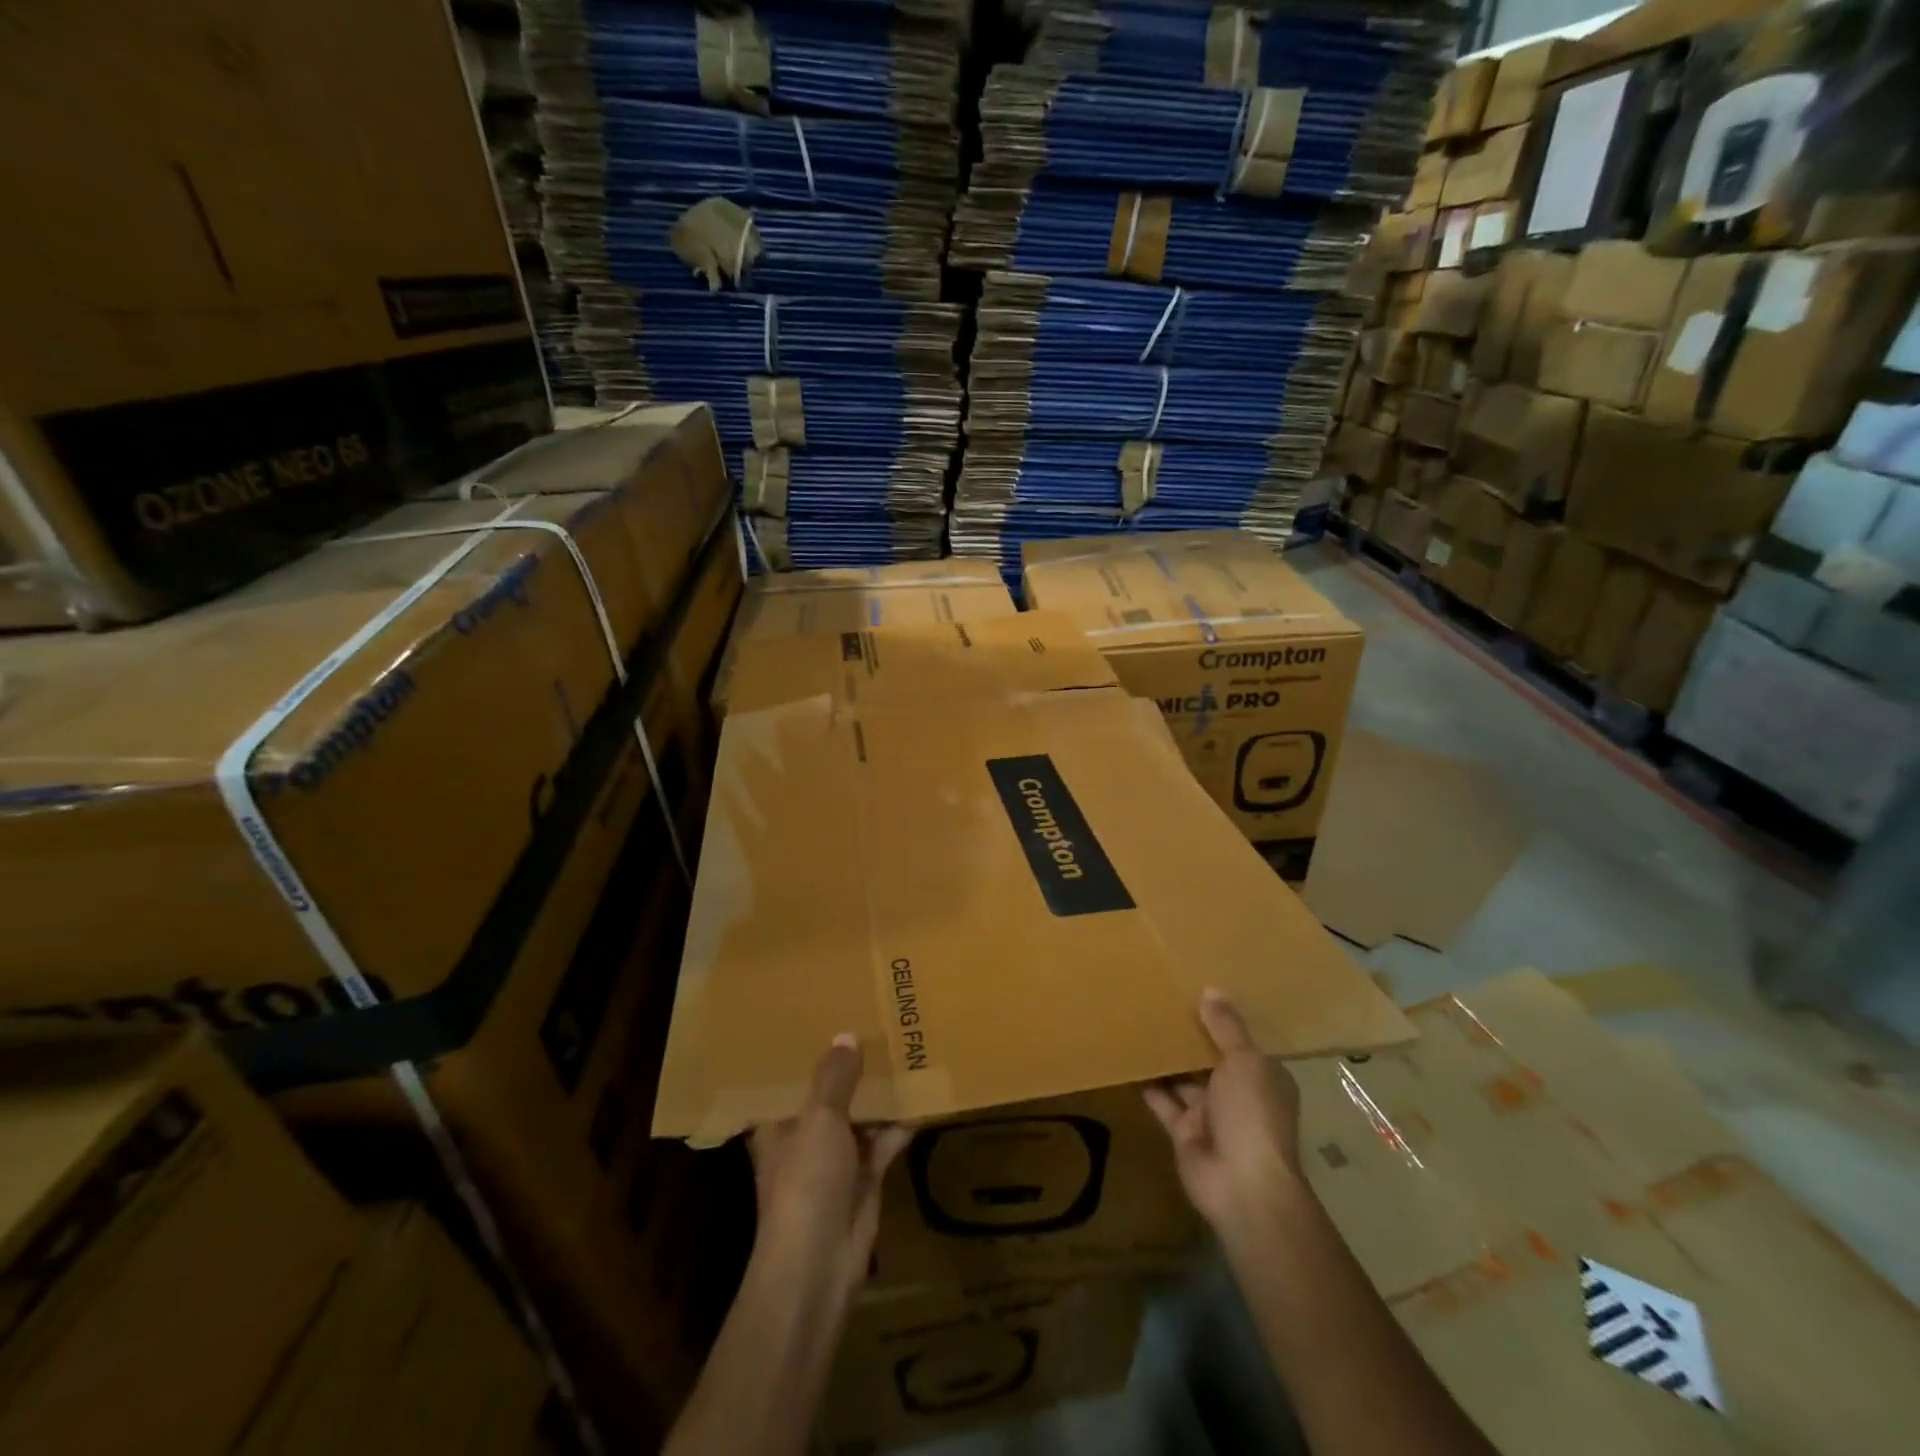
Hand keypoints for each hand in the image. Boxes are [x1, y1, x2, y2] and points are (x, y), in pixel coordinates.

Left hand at [749, 1035, 911, 1296]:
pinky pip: (885, 1141)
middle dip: (851, 1067)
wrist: (819, 1265)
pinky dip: (901, 1123)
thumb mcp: (819, 1121)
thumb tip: (846, 1035)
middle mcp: (805, 1137)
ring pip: (861, 1116)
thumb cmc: (806, 1183)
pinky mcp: (865, 1178)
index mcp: (780, 1123)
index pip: (790, 1079)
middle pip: (830, 1095)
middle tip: (877, 1022)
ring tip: (905, 1048)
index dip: (808, 1051)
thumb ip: (835, 1079)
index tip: (827, 1016)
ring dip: (880, 1093)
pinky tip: (924, 1094)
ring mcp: (836, 1159)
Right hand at [1143, 990, 1306, 1247]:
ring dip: (1166, 1057)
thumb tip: (1211, 990)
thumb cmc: (1252, 1115)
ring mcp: (1210, 1114)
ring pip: (1184, 1078)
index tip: (1196, 989)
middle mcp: (1238, 1093)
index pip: (1242, 1042)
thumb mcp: (1245, 1062)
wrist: (1241, 1186)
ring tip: (1139, 1021)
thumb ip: (1226, 1027)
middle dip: (1189, 1035)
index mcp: (1262, 1076)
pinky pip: (1162, 1100)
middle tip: (1159, 999)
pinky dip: (1147, 1083)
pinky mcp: (1184, 1131)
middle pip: (1210, 1058)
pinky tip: (1127, 1058)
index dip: (1222, 1018)